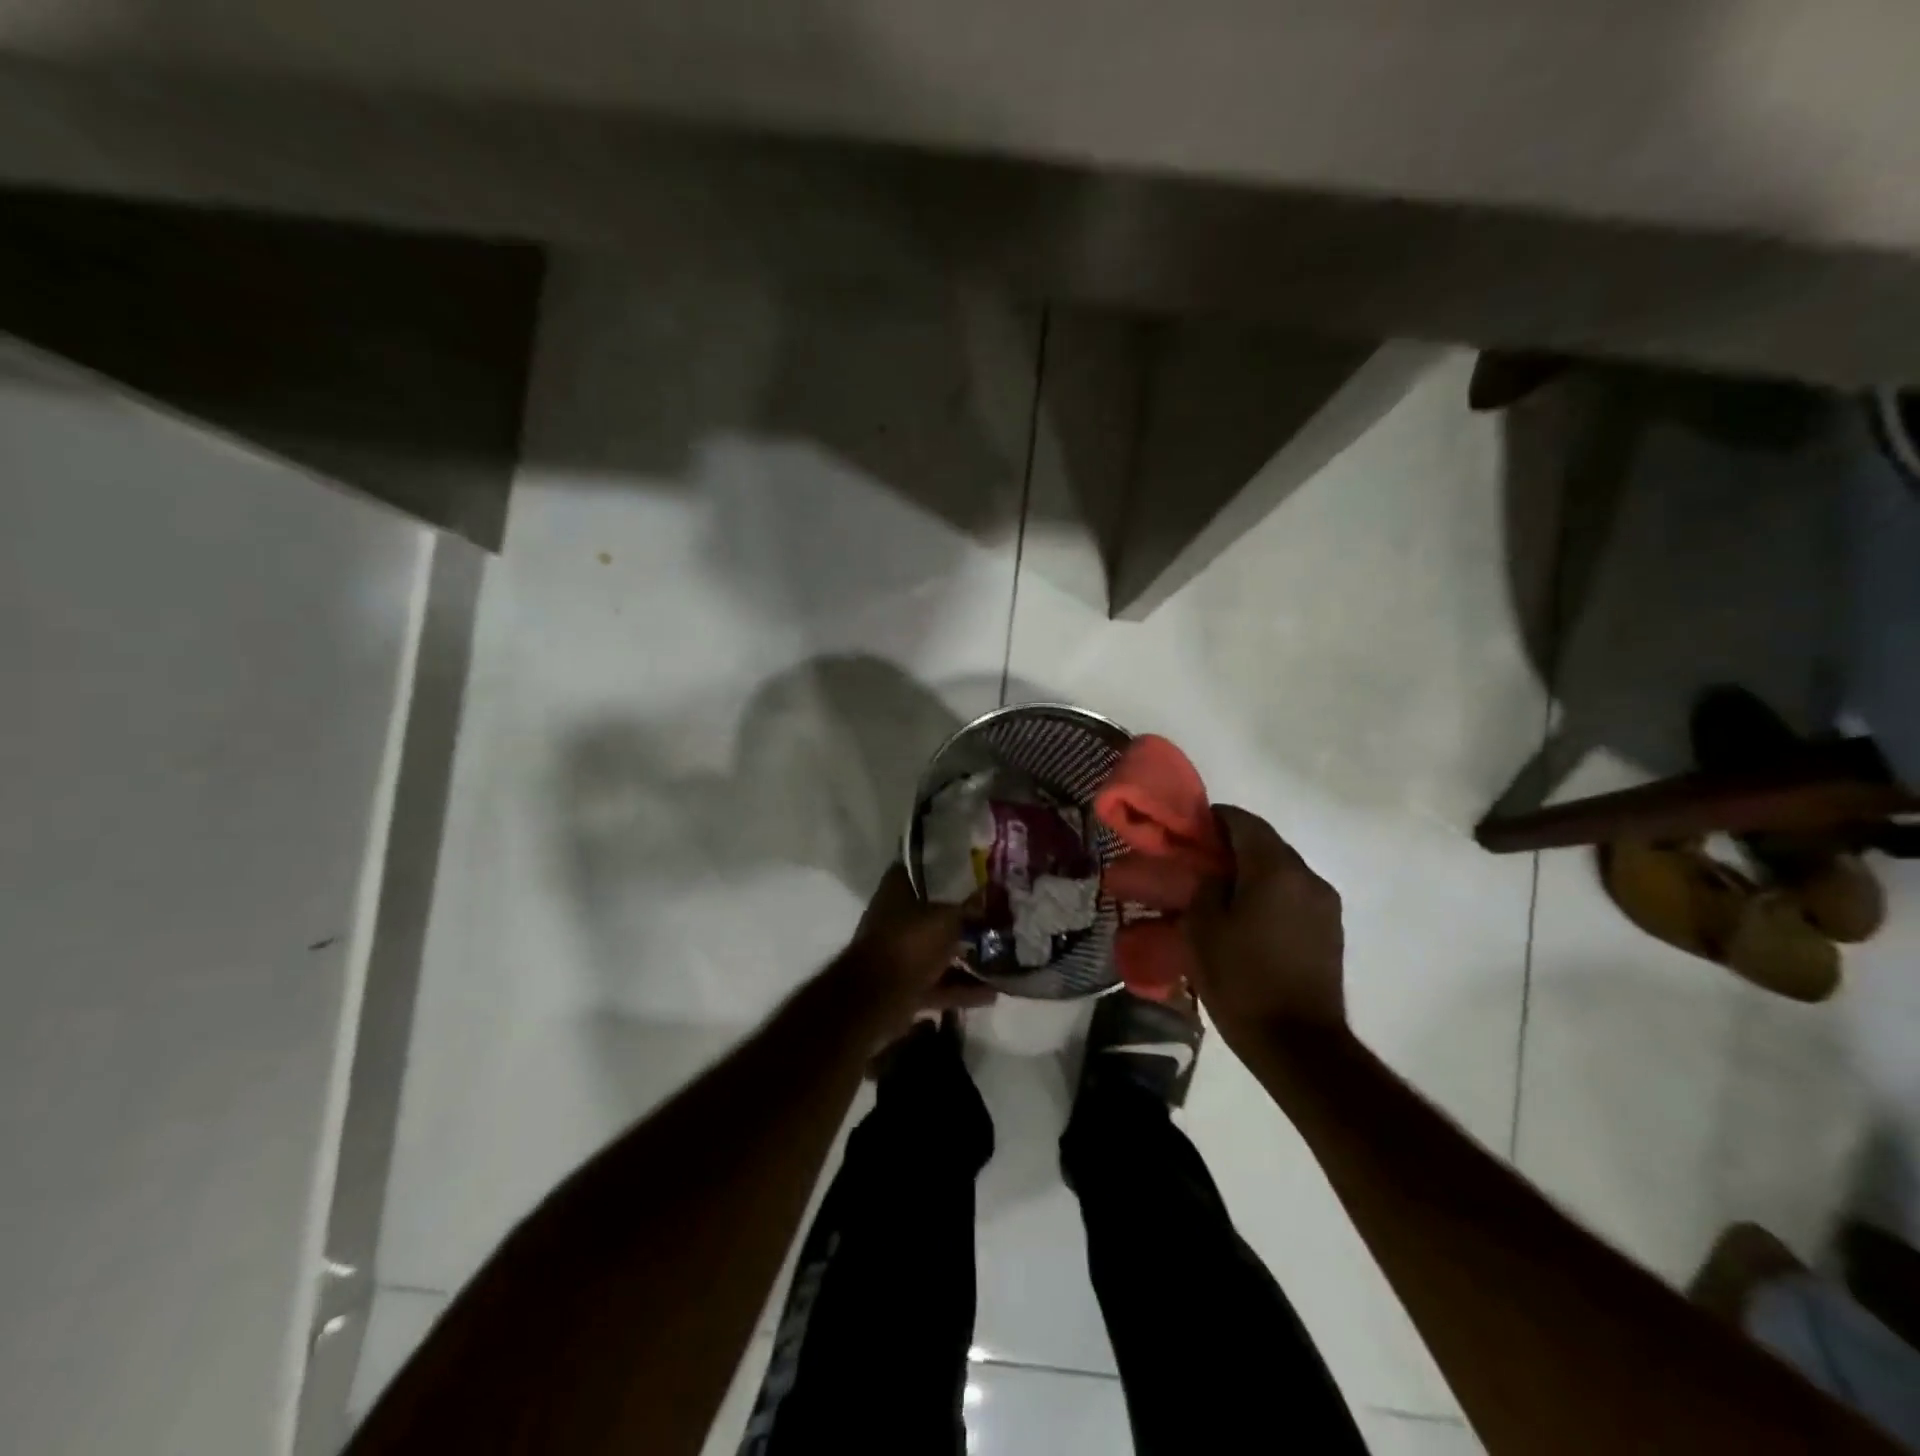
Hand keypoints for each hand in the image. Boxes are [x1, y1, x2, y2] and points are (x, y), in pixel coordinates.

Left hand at [832, 864, 995, 1040]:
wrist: (877, 997)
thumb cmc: (910, 943)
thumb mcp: (947, 919)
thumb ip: (968, 910)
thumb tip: (986, 898)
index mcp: (895, 893)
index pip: (916, 870)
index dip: (940, 868)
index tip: (968, 871)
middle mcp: (894, 920)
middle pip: (932, 914)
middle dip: (961, 919)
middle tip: (993, 918)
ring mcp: (900, 955)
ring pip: (937, 952)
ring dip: (965, 958)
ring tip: (1001, 959)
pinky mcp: (907, 987)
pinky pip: (940, 984)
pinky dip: (963, 989)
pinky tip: (993, 994)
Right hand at [1184, 806, 1346, 1051]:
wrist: (1298, 1045)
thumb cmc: (1242, 980)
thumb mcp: (1202, 929)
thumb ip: (1204, 887)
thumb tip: (1212, 875)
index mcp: (1276, 869)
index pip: (1243, 821)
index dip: (1212, 819)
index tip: (1187, 832)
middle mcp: (1308, 877)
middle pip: (1265, 844)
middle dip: (1231, 847)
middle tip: (1197, 864)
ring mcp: (1325, 905)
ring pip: (1281, 871)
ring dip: (1251, 873)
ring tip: (1220, 895)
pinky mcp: (1330, 931)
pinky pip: (1293, 897)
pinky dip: (1269, 896)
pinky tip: (1246, 920)